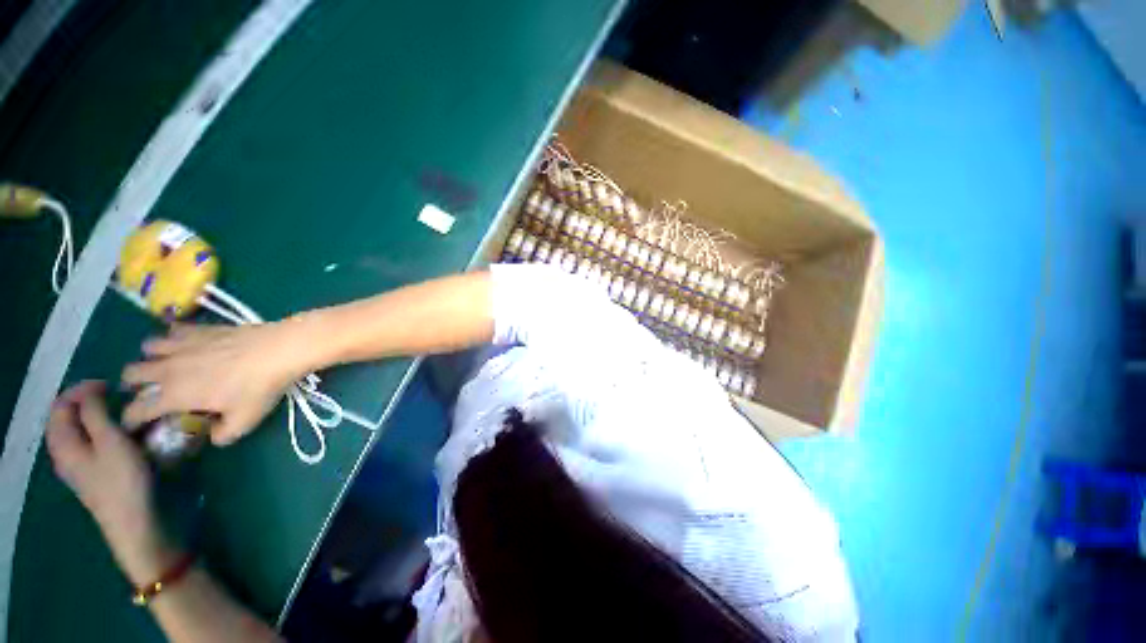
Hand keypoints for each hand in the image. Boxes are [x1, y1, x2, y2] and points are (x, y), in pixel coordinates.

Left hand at [46, 381, 179, 583]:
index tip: (109, 384)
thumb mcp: (111, 441)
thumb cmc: (122, 479)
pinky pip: (90, 444)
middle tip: (115, 396)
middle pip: (67, 418)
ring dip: (96, 417)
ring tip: (120, 412)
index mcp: (62, 442)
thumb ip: (95, 413)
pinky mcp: (92, 474)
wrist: (132, 521)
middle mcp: (63, 452)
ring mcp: (77, 466)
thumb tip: (90, 391)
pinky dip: (101, 432)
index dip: (80, 390)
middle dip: (88, 402)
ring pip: (79, 432)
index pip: (60, 405)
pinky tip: (120, 435)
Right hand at [121, 322, 305, 446]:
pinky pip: (175, 329)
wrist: (279, 350)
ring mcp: (183, 344)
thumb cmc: (259, 388)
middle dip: (133, 383)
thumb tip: (214, 436)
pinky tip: (187, 342)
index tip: (135, 424)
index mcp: (174, 395)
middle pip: (132, 373)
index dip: (131, 420)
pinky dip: (173, 336)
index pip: (137, 410)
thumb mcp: (244, 421)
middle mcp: (169, 368)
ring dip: (151, 356)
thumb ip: (223, 434)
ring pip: (148, 347)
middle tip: (147, 390)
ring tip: (165, 364)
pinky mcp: (200, 328)